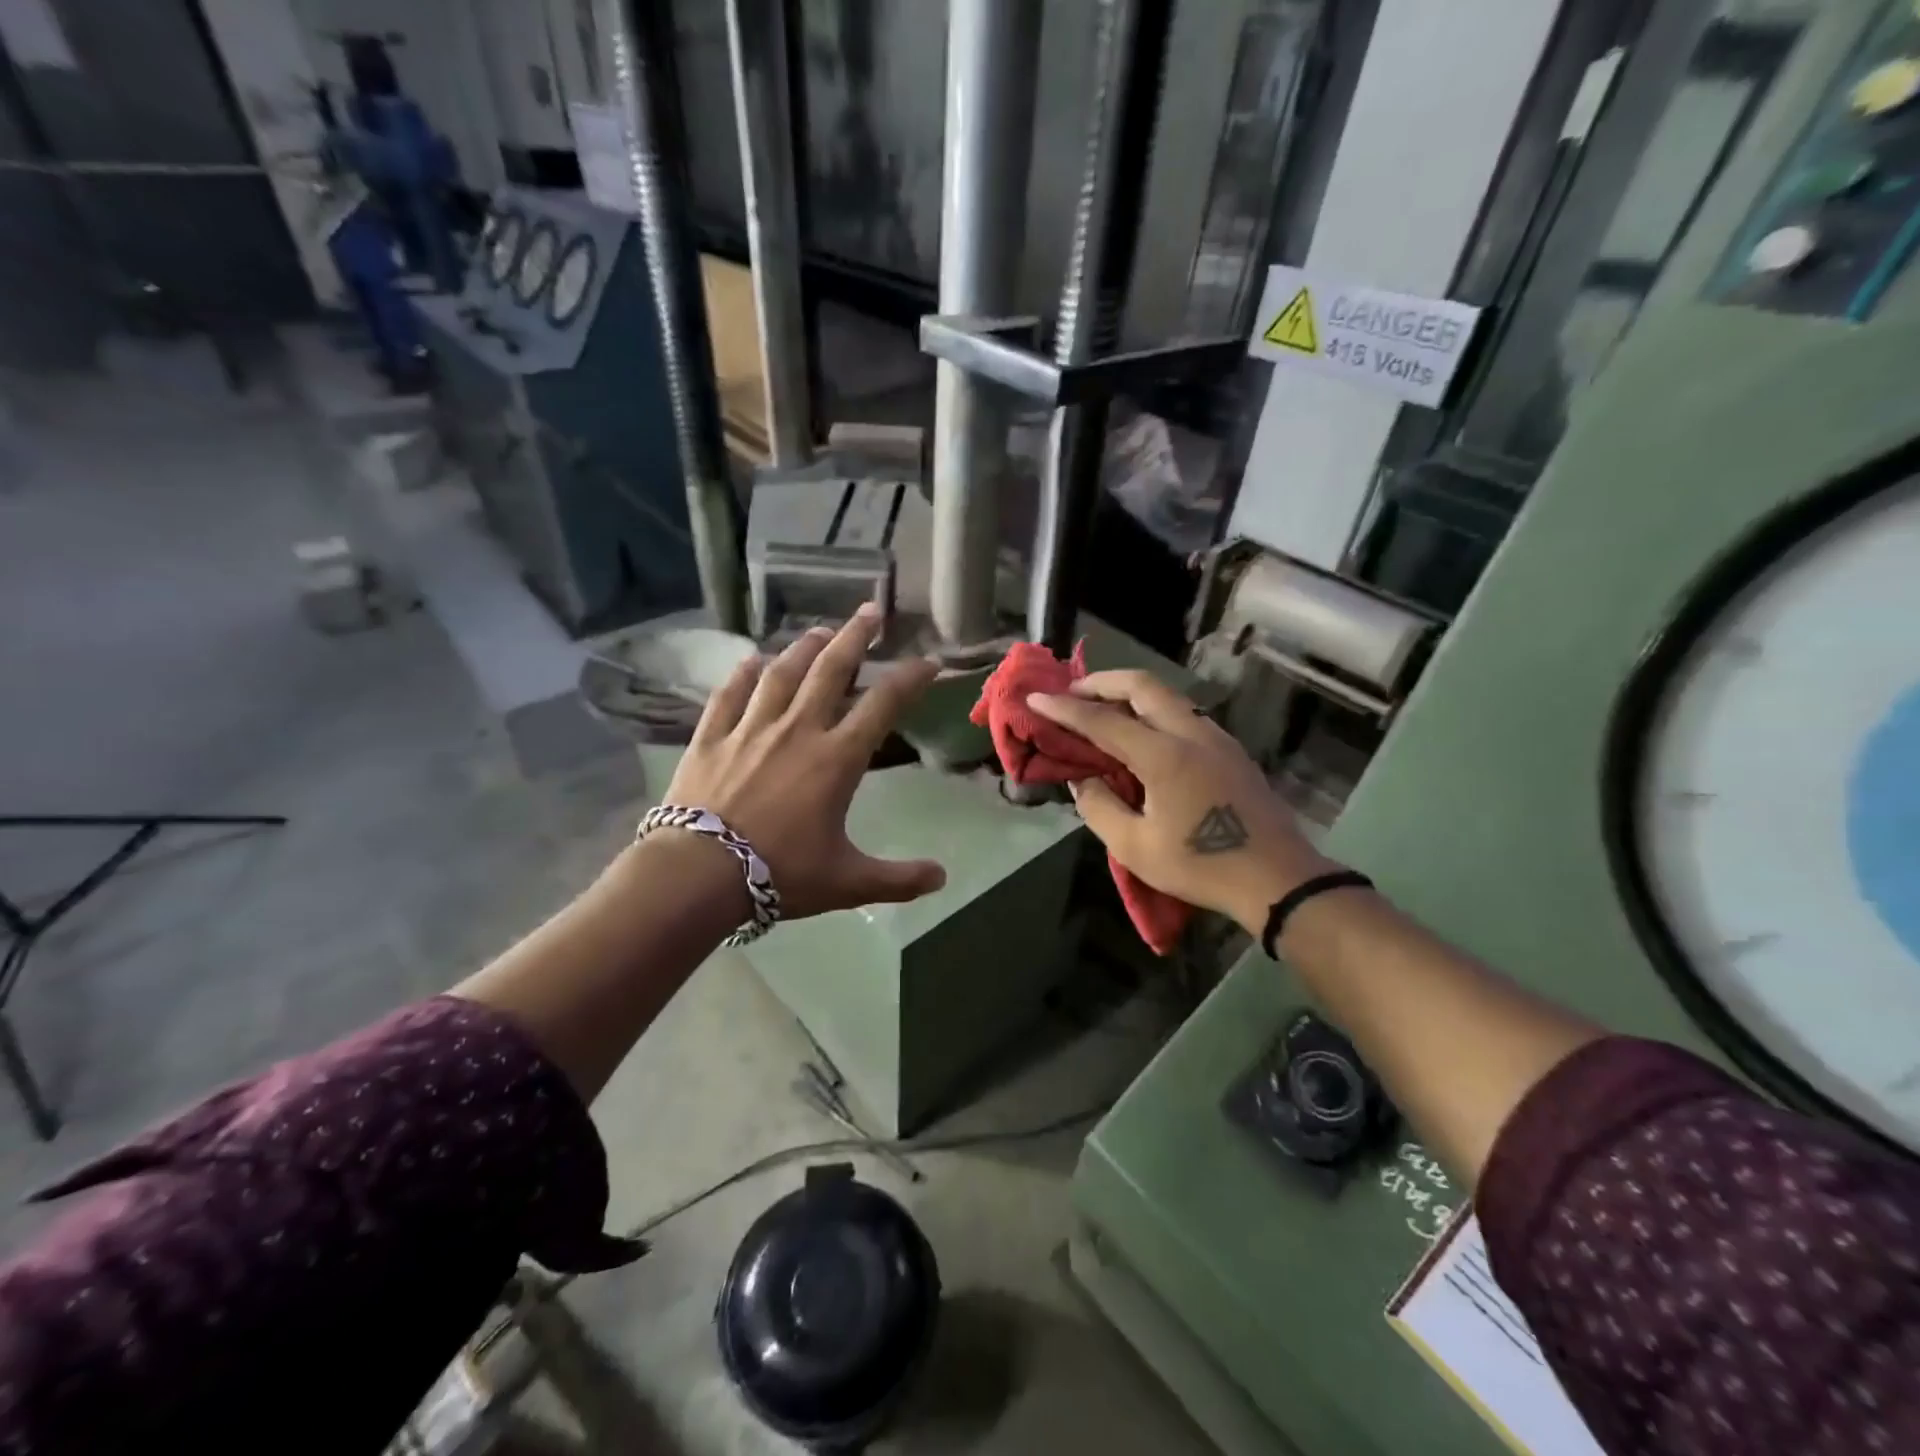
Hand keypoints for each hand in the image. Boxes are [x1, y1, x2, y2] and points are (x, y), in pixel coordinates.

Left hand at [660, 604, 946, 919]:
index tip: (928, 661)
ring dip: (803, 648)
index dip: (910, 678)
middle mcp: (798, 730)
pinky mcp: (711, 737)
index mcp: (836, 758)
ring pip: (782, 674)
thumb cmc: (780, 873)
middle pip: (831, 670)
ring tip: (819, 630)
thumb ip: (898, 878)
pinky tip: (751, 660)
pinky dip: (743, 674)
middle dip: (854, 637)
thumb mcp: (847, 881)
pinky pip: (729, 695)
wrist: (698, 874)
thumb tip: (942, 879)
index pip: (883, 704)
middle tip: (870, 611)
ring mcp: (751, 728)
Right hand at [1028, 670, 1334, 936]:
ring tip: (1104, 711)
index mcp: (1164, 754)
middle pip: (1143, 685)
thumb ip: (1100, 808)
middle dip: (1102, 682)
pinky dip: (1154, 713)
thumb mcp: (1135, 847)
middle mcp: (1191, 733)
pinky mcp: (1232, 752)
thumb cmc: (1201, 866)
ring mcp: (1217, 739)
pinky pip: (1185, 716)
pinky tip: (1144, 737)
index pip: (1103, 720)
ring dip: (1131, 695)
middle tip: (1073, 693)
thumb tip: (1085, 781)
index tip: (1036, 699)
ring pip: (1168, 697)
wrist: (1278, 879)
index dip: (1064, 709)